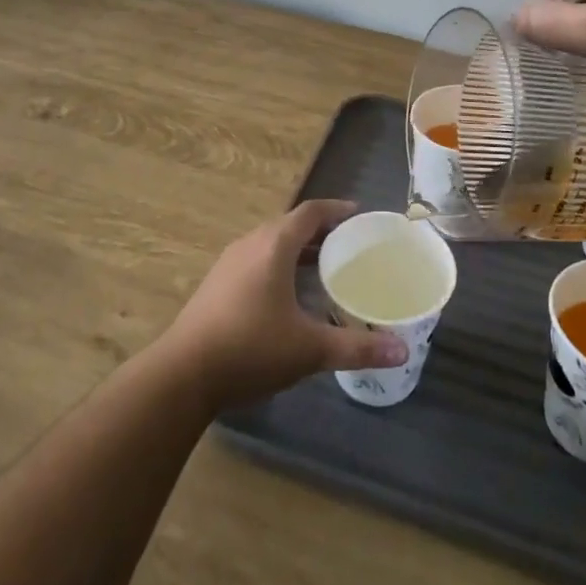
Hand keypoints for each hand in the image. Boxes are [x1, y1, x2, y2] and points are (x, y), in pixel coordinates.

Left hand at [161, 200, 407, 411]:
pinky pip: (257, 260)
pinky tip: (289, 295)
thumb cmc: (250, 348)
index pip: (310, 212)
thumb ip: (356, 347)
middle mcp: (250, 244)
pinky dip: (280, 265)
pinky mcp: (217, 284)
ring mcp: (229, 263)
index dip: (337, 210)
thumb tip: (402, 351)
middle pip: (290, 225)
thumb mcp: (309, 349)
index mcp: (273, 245)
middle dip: (321, 231)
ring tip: (325, 269)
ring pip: (271, 244)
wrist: (183, 374)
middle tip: (350, 245)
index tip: (359, 215)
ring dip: (298, 250)